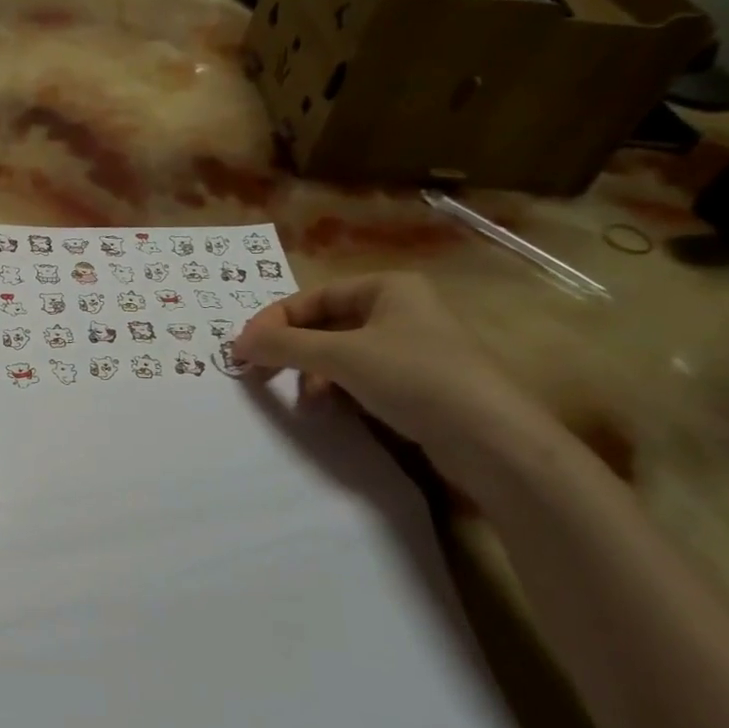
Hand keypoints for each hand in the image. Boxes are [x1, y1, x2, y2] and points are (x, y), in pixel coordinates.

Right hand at [233, 272, 541, 469]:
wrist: (492, 440)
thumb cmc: (414, 378)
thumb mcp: (341, 356)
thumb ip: (285, 346)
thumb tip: (236, 342)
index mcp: (388, 287)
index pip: (313, 297)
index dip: (275, 321)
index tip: (243, 349)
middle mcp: (400, 310)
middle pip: (326, 324)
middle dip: (292, 349)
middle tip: (259, 372)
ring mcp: (411, 348)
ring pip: (341, 353)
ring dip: (312, 373)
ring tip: (301, 399)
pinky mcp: (418, 384)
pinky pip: (362, 377)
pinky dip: (337, 389)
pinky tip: (328, 409)